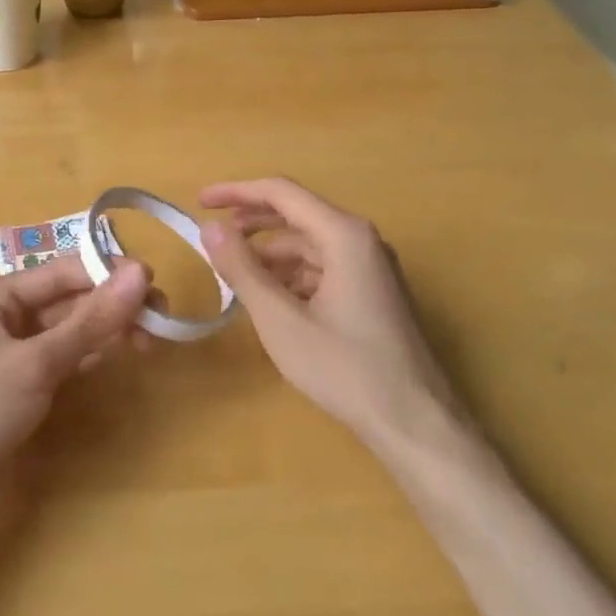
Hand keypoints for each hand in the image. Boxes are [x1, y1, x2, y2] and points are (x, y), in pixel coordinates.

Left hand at [0, 258, 149, 480]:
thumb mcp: (37, 361)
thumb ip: (92, 320)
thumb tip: (142, 273)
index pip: (65, 270)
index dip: (108, 272)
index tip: (155, 282)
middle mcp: (10, 314)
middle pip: (72, 298)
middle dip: (114, 303)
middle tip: (161, 316)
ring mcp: (20, 350)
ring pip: (75, 327)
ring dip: (110, 328)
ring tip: (152, 337)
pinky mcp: (29, 383)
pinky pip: (70, 355)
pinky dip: (96, 352)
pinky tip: (125, 353)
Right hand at [201, 178, 456, 449]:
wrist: (415, 423)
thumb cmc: (345, 368)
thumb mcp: (281, 320)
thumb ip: (242, 269)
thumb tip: (210, 227)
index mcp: (343, 234)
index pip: (281, 192)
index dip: (236, 192)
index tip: (199, 201)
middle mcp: (361, 240)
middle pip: (297, 214)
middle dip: (251, 221)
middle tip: (211, 234)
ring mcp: (371, 266)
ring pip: (309, 244)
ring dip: (270, 254)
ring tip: (233, 274)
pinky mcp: (373, 292)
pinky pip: (324, 267)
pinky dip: (291, 275)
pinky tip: (270, 299)